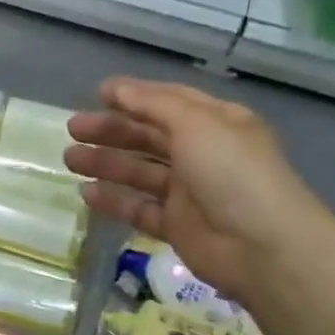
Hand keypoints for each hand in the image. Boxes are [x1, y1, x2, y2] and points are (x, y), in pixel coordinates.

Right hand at [64, 79, 330, 302]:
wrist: (264, 247)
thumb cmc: (232, 173)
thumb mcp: (196, 124)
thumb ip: (152, 104)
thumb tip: (115, 88)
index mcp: (216, 123)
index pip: (169, 102)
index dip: (134, 96)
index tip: (97, 94)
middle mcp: (203, 153)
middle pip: (149, 136)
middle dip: (111, 130)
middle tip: (73, 129)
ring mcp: (189, 192)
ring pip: (139, 172)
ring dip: (106, 163)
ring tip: (71, 159)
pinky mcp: (177, 225)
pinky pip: (139, 207)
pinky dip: (114, 199)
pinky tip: (86, 192)